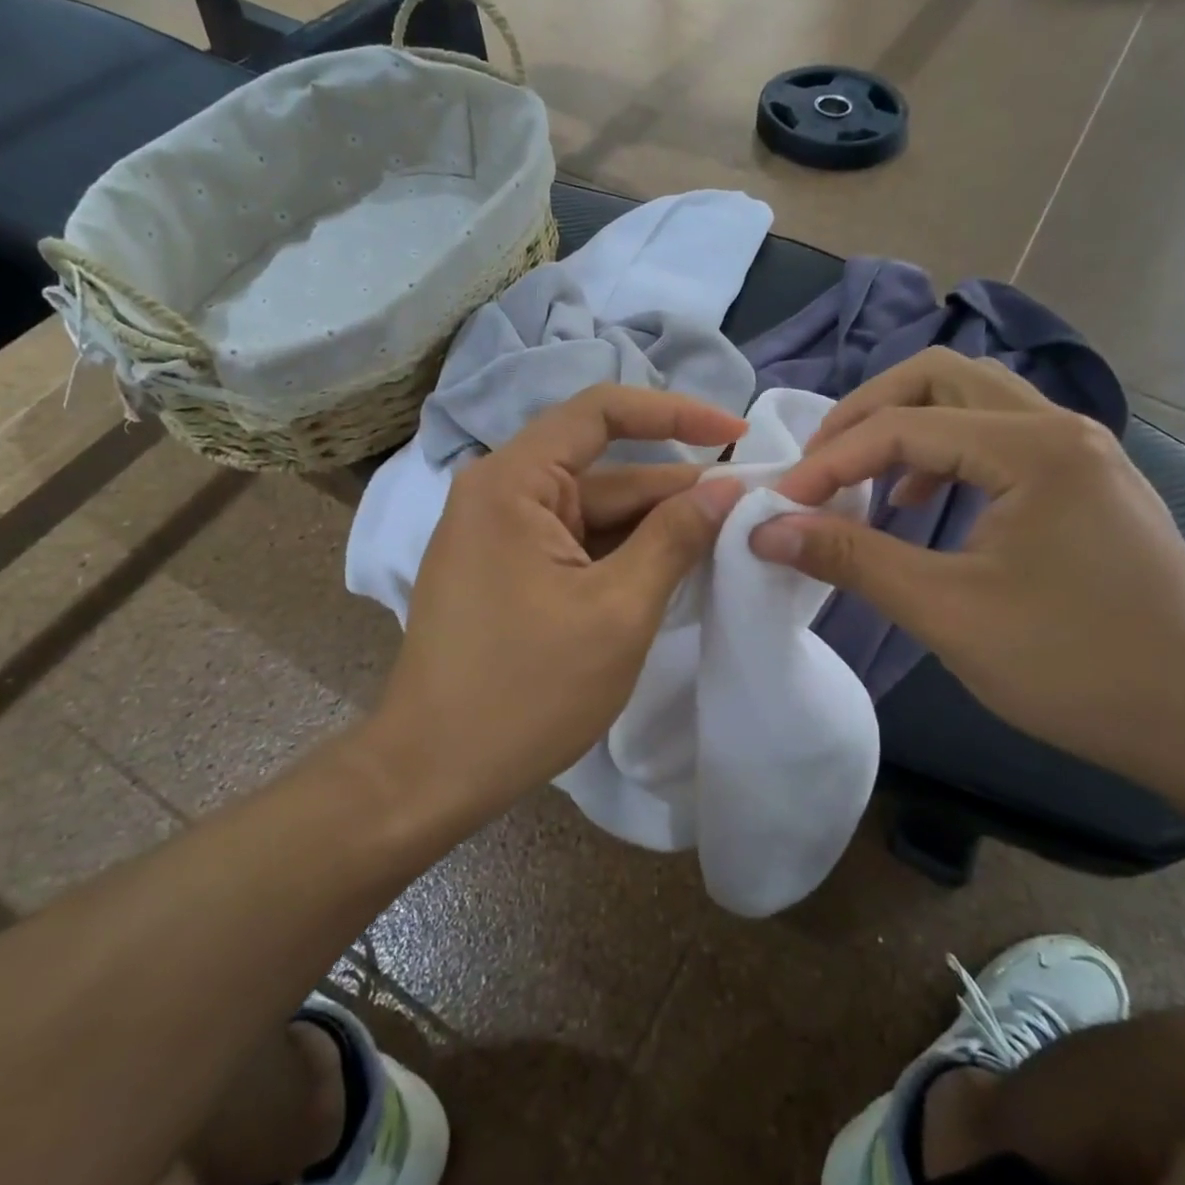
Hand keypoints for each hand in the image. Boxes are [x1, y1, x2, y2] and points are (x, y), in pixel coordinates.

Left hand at [374, 385, 746, 821]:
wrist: (432, 772)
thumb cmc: (526, 690)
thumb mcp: (618, 611)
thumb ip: (674, 538)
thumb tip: (726, 486)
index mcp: (514, 482)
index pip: (601, 412)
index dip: (675, 412)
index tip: (736, 434)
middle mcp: (501, 493)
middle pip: (604, 469)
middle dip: (676, 487)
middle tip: (751, 504)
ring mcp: (501, 534)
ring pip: (594, 512)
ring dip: (656, 525)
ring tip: (728, 538)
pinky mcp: (507, 571)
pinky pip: (576, 544)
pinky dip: (624, 553)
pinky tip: (675, 569)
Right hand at [750, 349, 1184, 789]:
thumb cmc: (1079, 667)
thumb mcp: (948, 612)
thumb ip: (852, 559)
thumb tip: (766, 529)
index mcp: (1033, 447)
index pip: (901, 426)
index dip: (829, 461)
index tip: (779, 505)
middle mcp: (1058, 427)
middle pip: (938, 378)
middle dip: (865, 414)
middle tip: (820, 465)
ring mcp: (1079, 452)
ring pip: (970, 400)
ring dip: (905, 426)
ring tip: (863, 479)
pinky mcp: (1085, 482)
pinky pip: (996, 437)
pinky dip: (943, 452)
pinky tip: (920, 502)